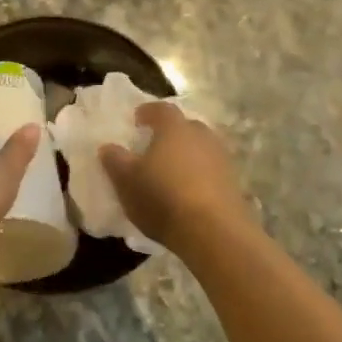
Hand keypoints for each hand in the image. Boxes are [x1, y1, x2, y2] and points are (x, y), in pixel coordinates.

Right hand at [100, 104, 252, 251]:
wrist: (214, 232)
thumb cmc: (163, 197)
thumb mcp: (126, 181)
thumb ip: (115, 160)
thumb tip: (108, 147)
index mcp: (174, 128)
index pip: (161, 109)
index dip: (148, 112)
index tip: (137, 119)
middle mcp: (201, 136)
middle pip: (185, 127)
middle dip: (170, 134)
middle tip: (154, 146)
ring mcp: (221, 159)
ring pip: (200, 149)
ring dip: (186, 156)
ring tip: (170, 172)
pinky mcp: (233, 184)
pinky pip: (211, 171)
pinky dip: (198, 176)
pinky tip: (187, 193)